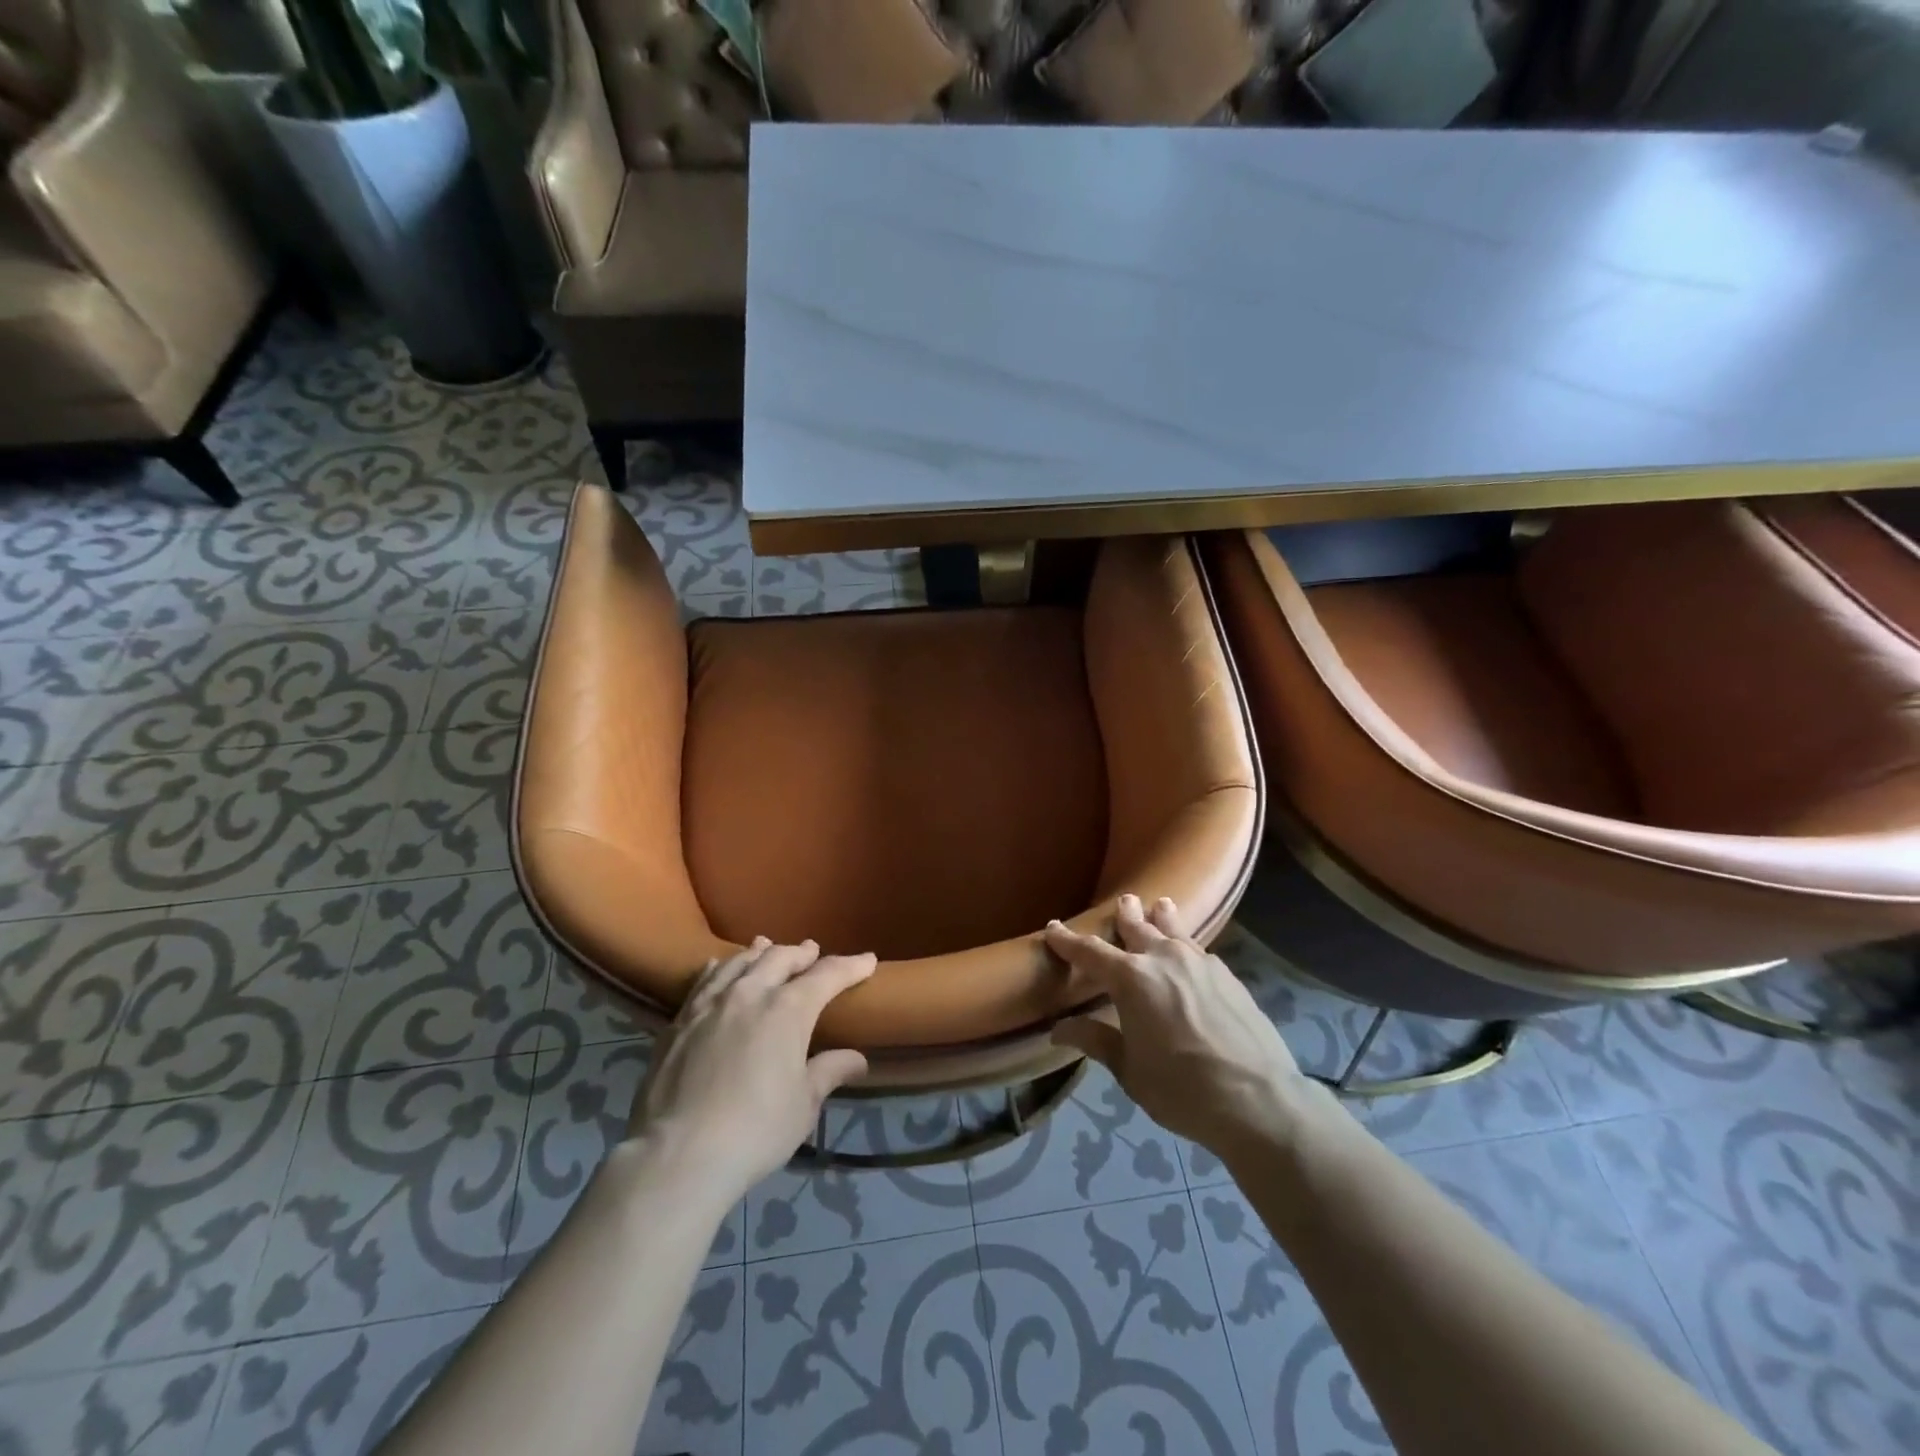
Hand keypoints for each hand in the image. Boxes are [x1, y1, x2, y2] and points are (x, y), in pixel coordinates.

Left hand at [629, 938, 875, 1204]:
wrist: (678, 1154)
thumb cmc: (755, 1129)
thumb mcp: (803, 1105)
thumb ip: (829, 1072)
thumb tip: (857, 1059)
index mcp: (789, 1009)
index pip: (827, 975)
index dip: (850, 965)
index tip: (867, 959)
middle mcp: (751, 993)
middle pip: (780, 958)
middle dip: (801, 953)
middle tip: (813, 951)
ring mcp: (711, 1003)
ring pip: (740, 962)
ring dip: (760, 953)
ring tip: (768, 946)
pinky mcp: (679, 1020)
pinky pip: (704, 980)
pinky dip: (720, 967)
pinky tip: (718, 966)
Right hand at [1047, 895, 1315, 1162]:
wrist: (1258, 1098)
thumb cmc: (1182, 1088)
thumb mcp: (1130, 1070)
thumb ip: (1096, 1041)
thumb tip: (1059, 1028)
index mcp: (1131, 979)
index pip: (1090, 952)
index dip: (1068, 940)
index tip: (1053, 927)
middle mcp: (1163, 958)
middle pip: (1137, 927)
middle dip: (1124, 915)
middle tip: (1122, 901)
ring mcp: (1199, 962)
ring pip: (1173, 929)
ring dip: (1161, 917)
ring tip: (1159, 905)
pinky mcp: (1227, 975)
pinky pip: (1198, 949)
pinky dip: (1186, 943)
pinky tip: (1190, 951)